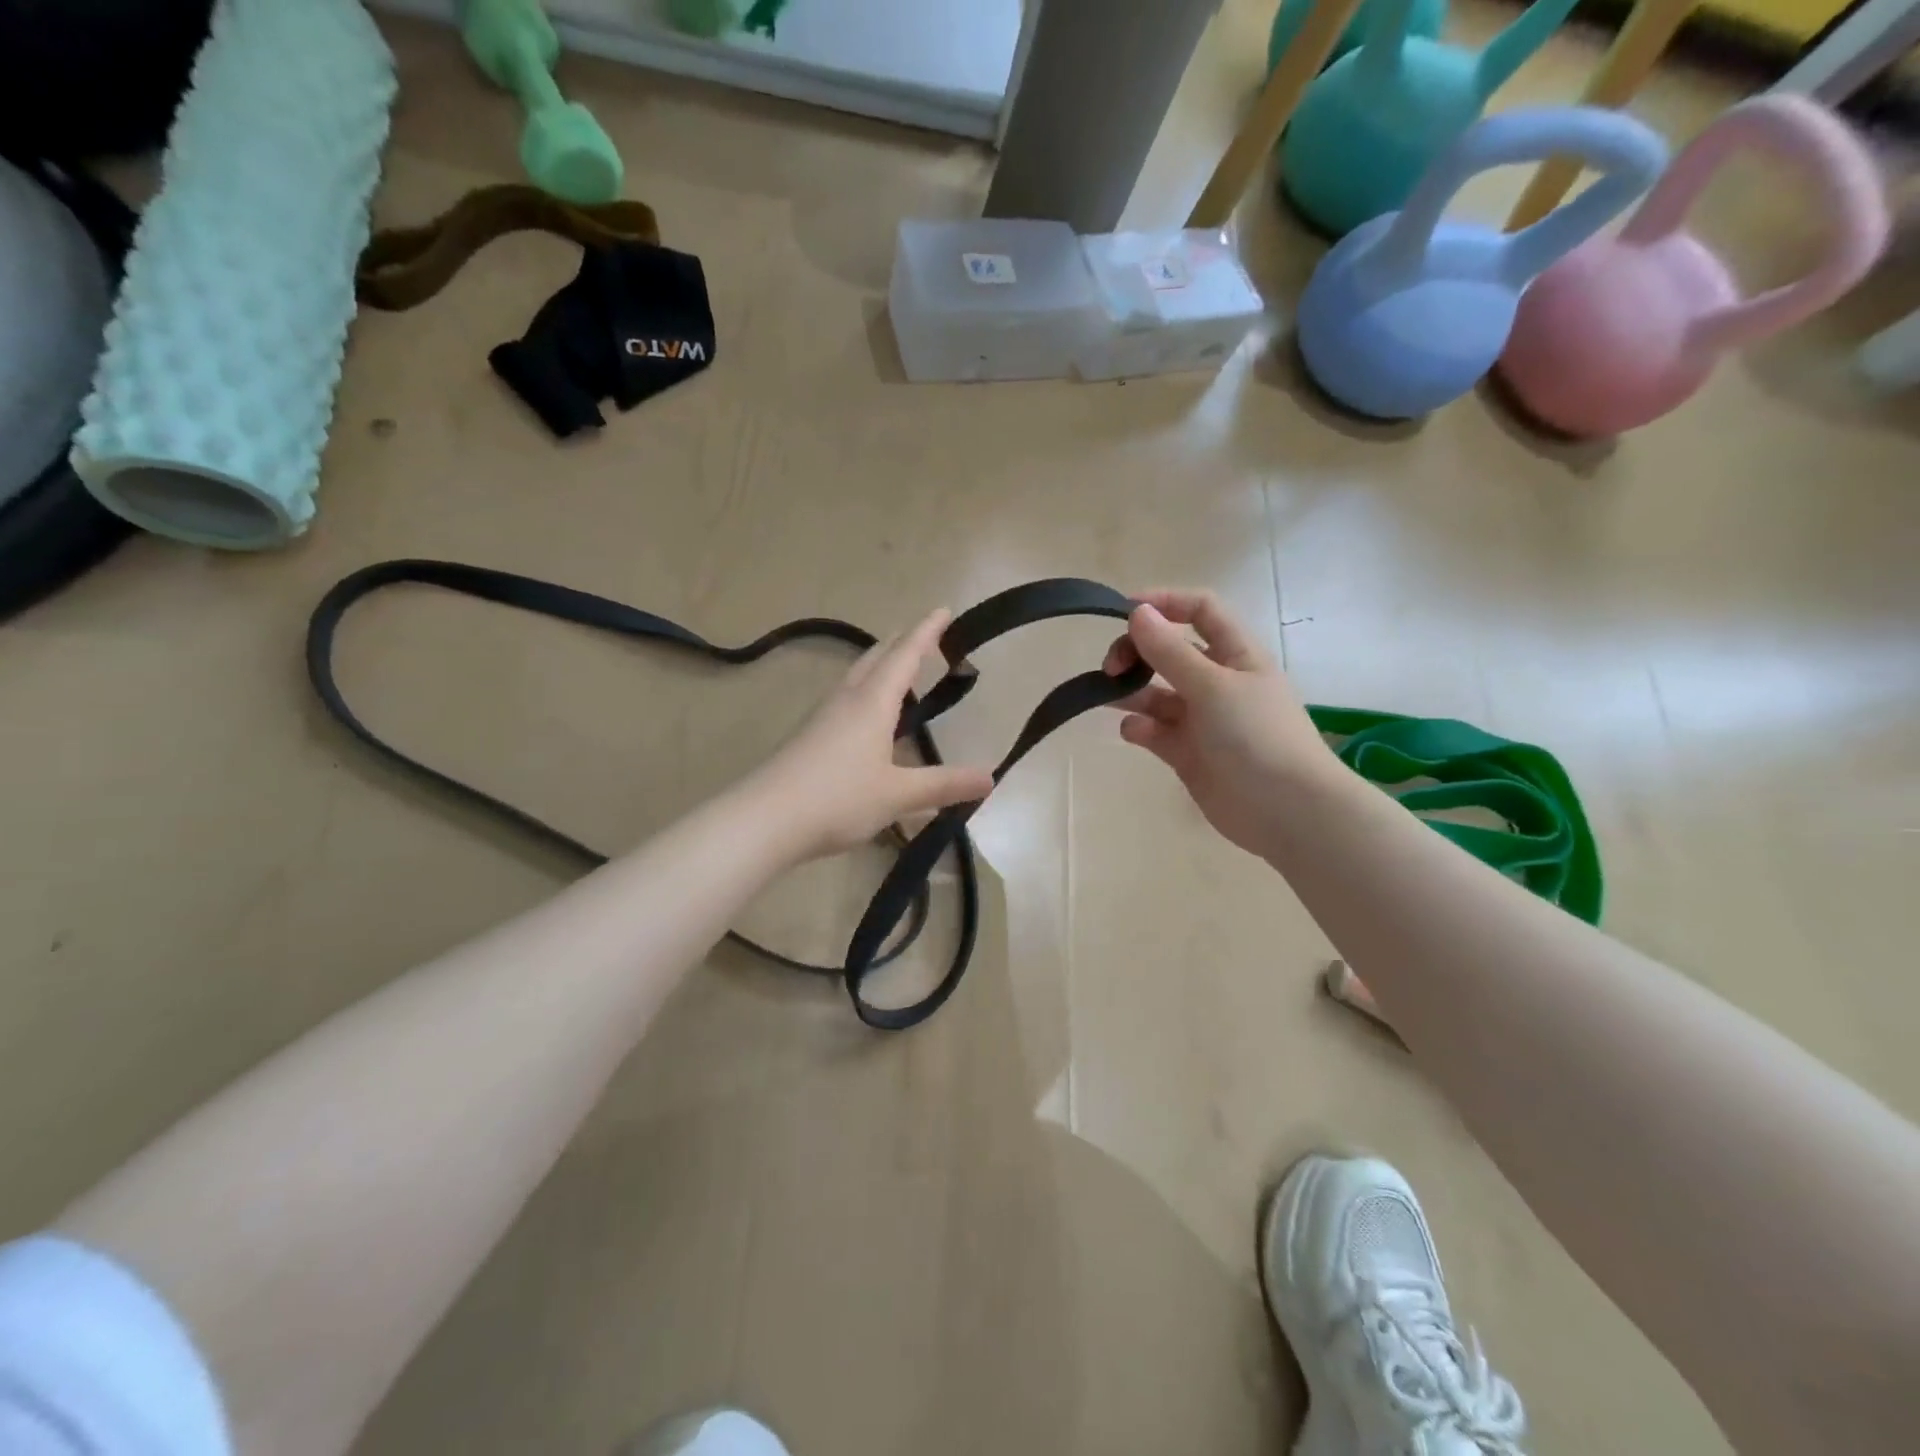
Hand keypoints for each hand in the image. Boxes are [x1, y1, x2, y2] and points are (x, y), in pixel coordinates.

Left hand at [750, 609, 995, 862]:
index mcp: (872, 702)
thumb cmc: (838, 798)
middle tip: (924, 635)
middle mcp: (846, 699)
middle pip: (876, 657)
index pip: (905, 655)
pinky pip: (845, 699)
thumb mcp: (898, 794)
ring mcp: (822, 717)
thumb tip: (990, 778)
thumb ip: (944, 785)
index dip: (926, 632)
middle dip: (902, 642)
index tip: (943, 609)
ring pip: (856, 676)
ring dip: (880, 664)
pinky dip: (865, 691)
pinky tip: (865, 716)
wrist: (765, 819)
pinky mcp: (809, 737)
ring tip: (898, 668)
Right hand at [1104, 590, 1337, 856]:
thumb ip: (1169, 651)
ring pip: (1157, 693)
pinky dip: (1140, 727)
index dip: (1165, 602)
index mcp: (1236, 654)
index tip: (1124, 611)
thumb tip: (1137, 612)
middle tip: (1112, 667)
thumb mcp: (1212, 685)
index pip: (1200, 611)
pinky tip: (1135, 732)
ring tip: (1109, 695)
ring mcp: (1202, 719)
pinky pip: (1155, 731)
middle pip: (1169, 652)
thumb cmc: (1256, 736)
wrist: (1286, 811)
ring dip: (1132, 690)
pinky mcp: (1187, 753)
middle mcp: (1218, 681)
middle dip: (1137, 652)